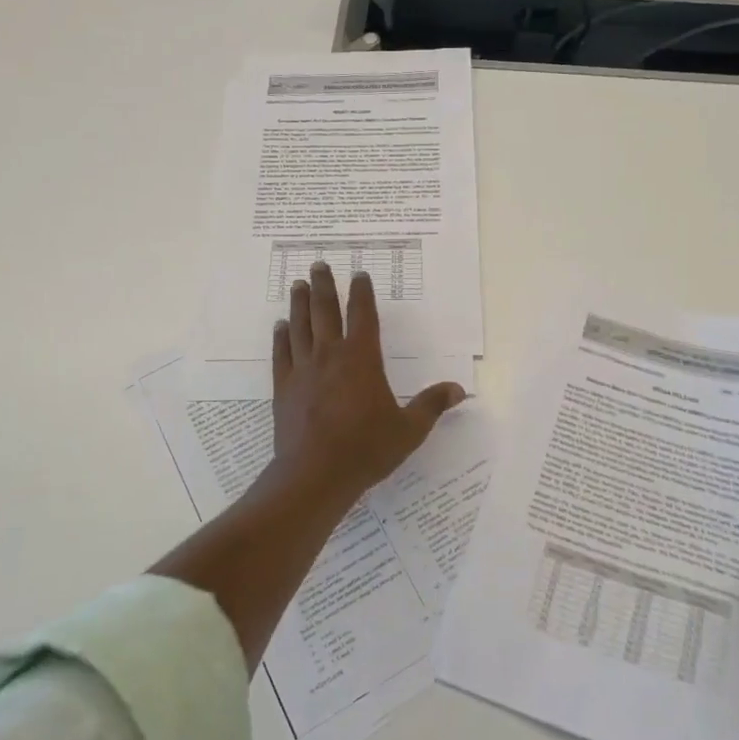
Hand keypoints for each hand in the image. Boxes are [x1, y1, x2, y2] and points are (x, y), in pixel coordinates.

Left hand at [270, 261, 466, 508]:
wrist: (315, 474)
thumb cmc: (366, 449)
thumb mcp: (409, 429)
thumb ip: (432, 405)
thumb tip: (458, 389)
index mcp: (362, 358)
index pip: (362, 315)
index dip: (362, 293)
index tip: (359, 274)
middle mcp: (330, 355)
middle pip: (325, 311)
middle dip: (323, 286)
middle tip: (319, 265)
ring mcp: (303, 370)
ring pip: (300, 326)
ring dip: (299, 303)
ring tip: (298, 284)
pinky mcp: (284, 388)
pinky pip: (282, 354)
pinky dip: (282, 337)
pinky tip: (281, 326)